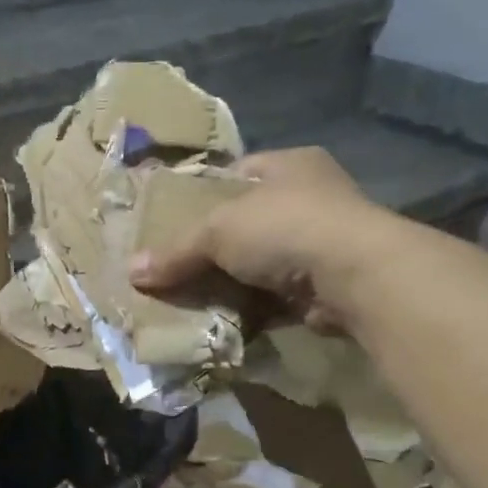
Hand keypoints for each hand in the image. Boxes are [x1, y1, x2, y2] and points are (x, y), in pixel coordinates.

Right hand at [129, 147, 389, 330]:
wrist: (355, 275)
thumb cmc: (284, 228)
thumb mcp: (218, 230)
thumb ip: (176, 251)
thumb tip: (132, 271)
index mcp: (288, 165)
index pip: (237, 174)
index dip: (204, 196)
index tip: (173, 222)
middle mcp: (310, 199)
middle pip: (246, 224)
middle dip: (213, 248)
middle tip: (176, 268)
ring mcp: (321, 244)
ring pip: (259, 265)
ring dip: (231, 284)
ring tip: (190, 300)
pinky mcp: (324, 287)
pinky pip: (275, 298)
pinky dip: (251, 310)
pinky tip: (221, 322)